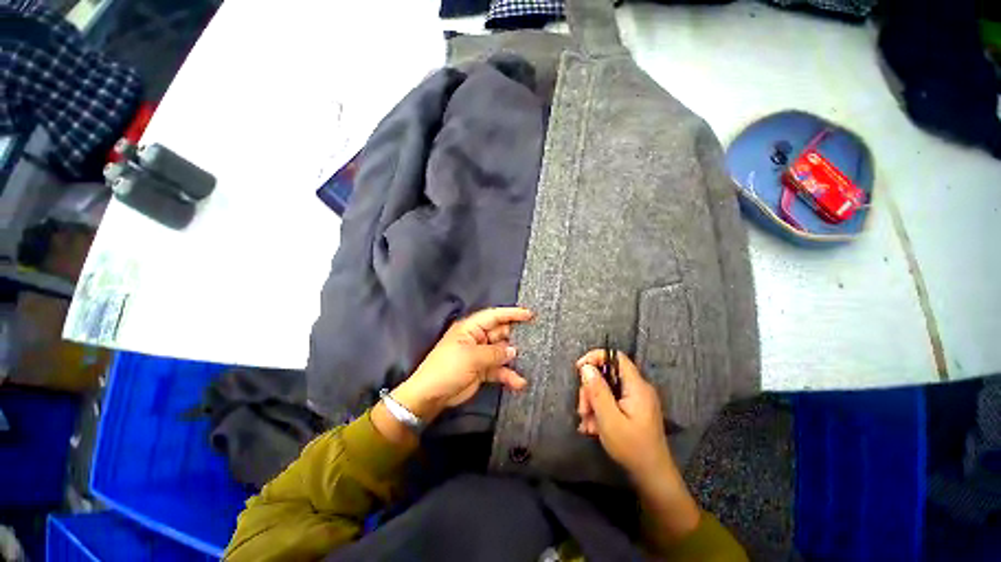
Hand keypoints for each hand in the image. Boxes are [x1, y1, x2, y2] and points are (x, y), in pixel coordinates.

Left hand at [391, 307, 532, 420]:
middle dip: (516, 336)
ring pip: (502, 352)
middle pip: (501, 332)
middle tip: (536, 338)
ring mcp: (480, 354)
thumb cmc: (448, 368)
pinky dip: (508, 375)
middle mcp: (477, 338)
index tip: (530, 314)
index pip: (494, 316)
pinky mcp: (482, 370)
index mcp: (471, 328)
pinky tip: (519, 383)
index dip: (512, 313)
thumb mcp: (472, 357)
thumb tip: (514, 350)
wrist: (431, 396)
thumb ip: (495, 353)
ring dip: (514, 358)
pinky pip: (499, 369)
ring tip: (531, 361)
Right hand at [575, 349, 673, 481]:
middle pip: (607, 374)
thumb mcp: (609, 419)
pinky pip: (611, 400)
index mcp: (636, 386)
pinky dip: (599, 410)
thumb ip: (597, 391)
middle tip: (583, 409)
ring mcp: (635, 399)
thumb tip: (586, 367)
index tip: (579, 370)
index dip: (596, 358)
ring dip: (592, 402)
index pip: (615, 357)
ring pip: (606, 388)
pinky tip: (592, 427)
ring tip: (587, 423)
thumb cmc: (632, 448)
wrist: (652, 477)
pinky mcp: (632, 409)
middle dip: (590, 388)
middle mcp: (637, 388)